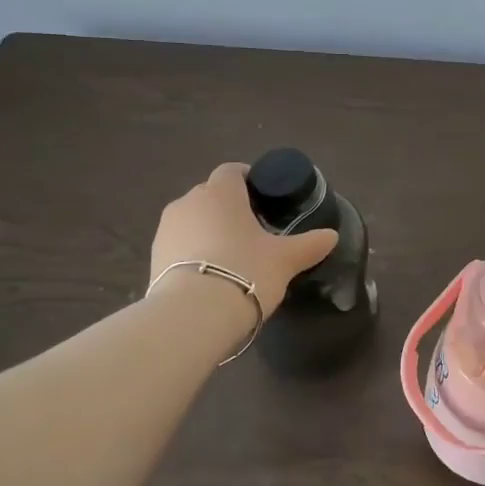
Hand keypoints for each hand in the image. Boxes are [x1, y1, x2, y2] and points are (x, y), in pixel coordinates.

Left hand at [151, 163, 339, 317]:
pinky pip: (178, 244)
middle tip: (251, 229)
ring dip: (208, 229)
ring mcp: (166, 229)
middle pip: (210, 194)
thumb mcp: (286, 259)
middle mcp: (189, 202)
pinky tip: (209, 274)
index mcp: (221, 192)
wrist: (193, 314)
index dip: (247, 179)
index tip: (263, 196)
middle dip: (228, 206)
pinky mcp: (153, 257)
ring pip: (192, 219)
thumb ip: (309, 244)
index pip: (232, 171)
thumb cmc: (246, 271)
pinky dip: (192, 252)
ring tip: (229, 254)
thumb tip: (332, 236)